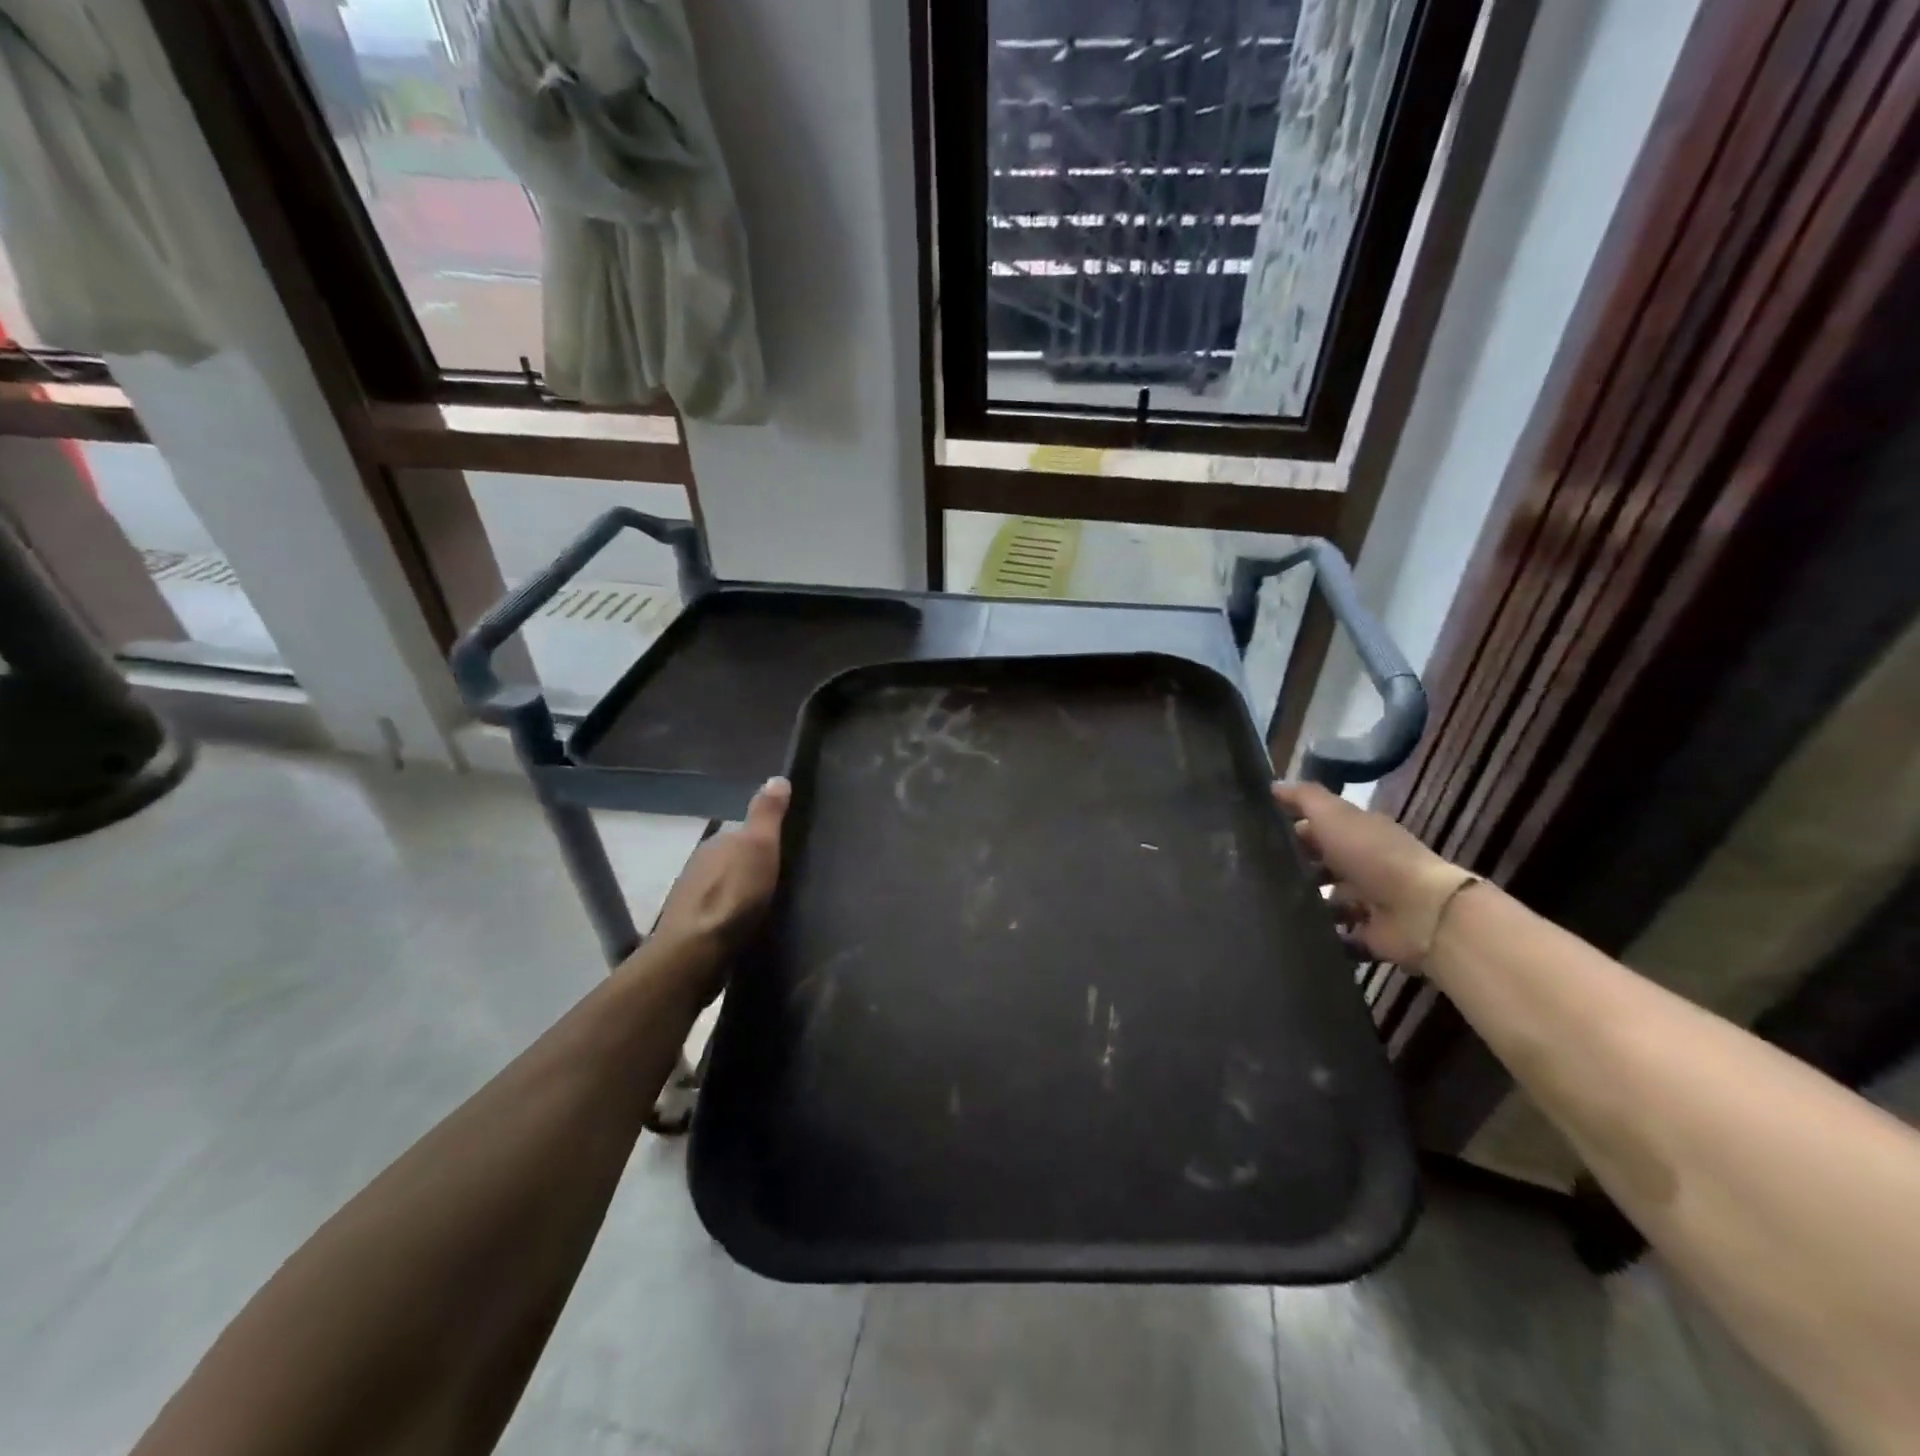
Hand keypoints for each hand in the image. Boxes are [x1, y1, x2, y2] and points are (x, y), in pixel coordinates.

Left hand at [646, 777, 790, 995]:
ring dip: (740, 893)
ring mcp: (692, 900)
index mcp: (716, 843)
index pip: (740, 833)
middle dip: (750, 867)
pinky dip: (732, 916)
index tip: (783, 849)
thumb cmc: (733, 894)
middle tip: (780, 878)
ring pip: (723, 888)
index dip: (761, 839)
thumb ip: (767, 814)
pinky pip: (719, 914)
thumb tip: (776, 777)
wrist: (696, 952)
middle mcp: (699, 866)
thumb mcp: (759, 846)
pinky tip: (747, 927)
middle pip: (731, 861)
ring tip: (767, 905)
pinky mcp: (693, 930)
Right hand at [1271, 781, 1472, 968]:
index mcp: (1358, 833)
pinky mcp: (1369, 935)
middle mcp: (1364, 865)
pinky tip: (1292, 934)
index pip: (1318, 828)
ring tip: (1268, 908)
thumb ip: (1304, 798)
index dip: (1290, 830)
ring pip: (1326, 902)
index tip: (1255, 838)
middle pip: (1321, 866)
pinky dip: (1322, 937)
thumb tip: (1273, 785)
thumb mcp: (1334, 815)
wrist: (1420, 912)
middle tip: (1255, 878)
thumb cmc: (1372, 856)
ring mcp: (1368, 902)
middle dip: (1293, 871)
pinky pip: (1339, 937)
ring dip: (1304, 905)